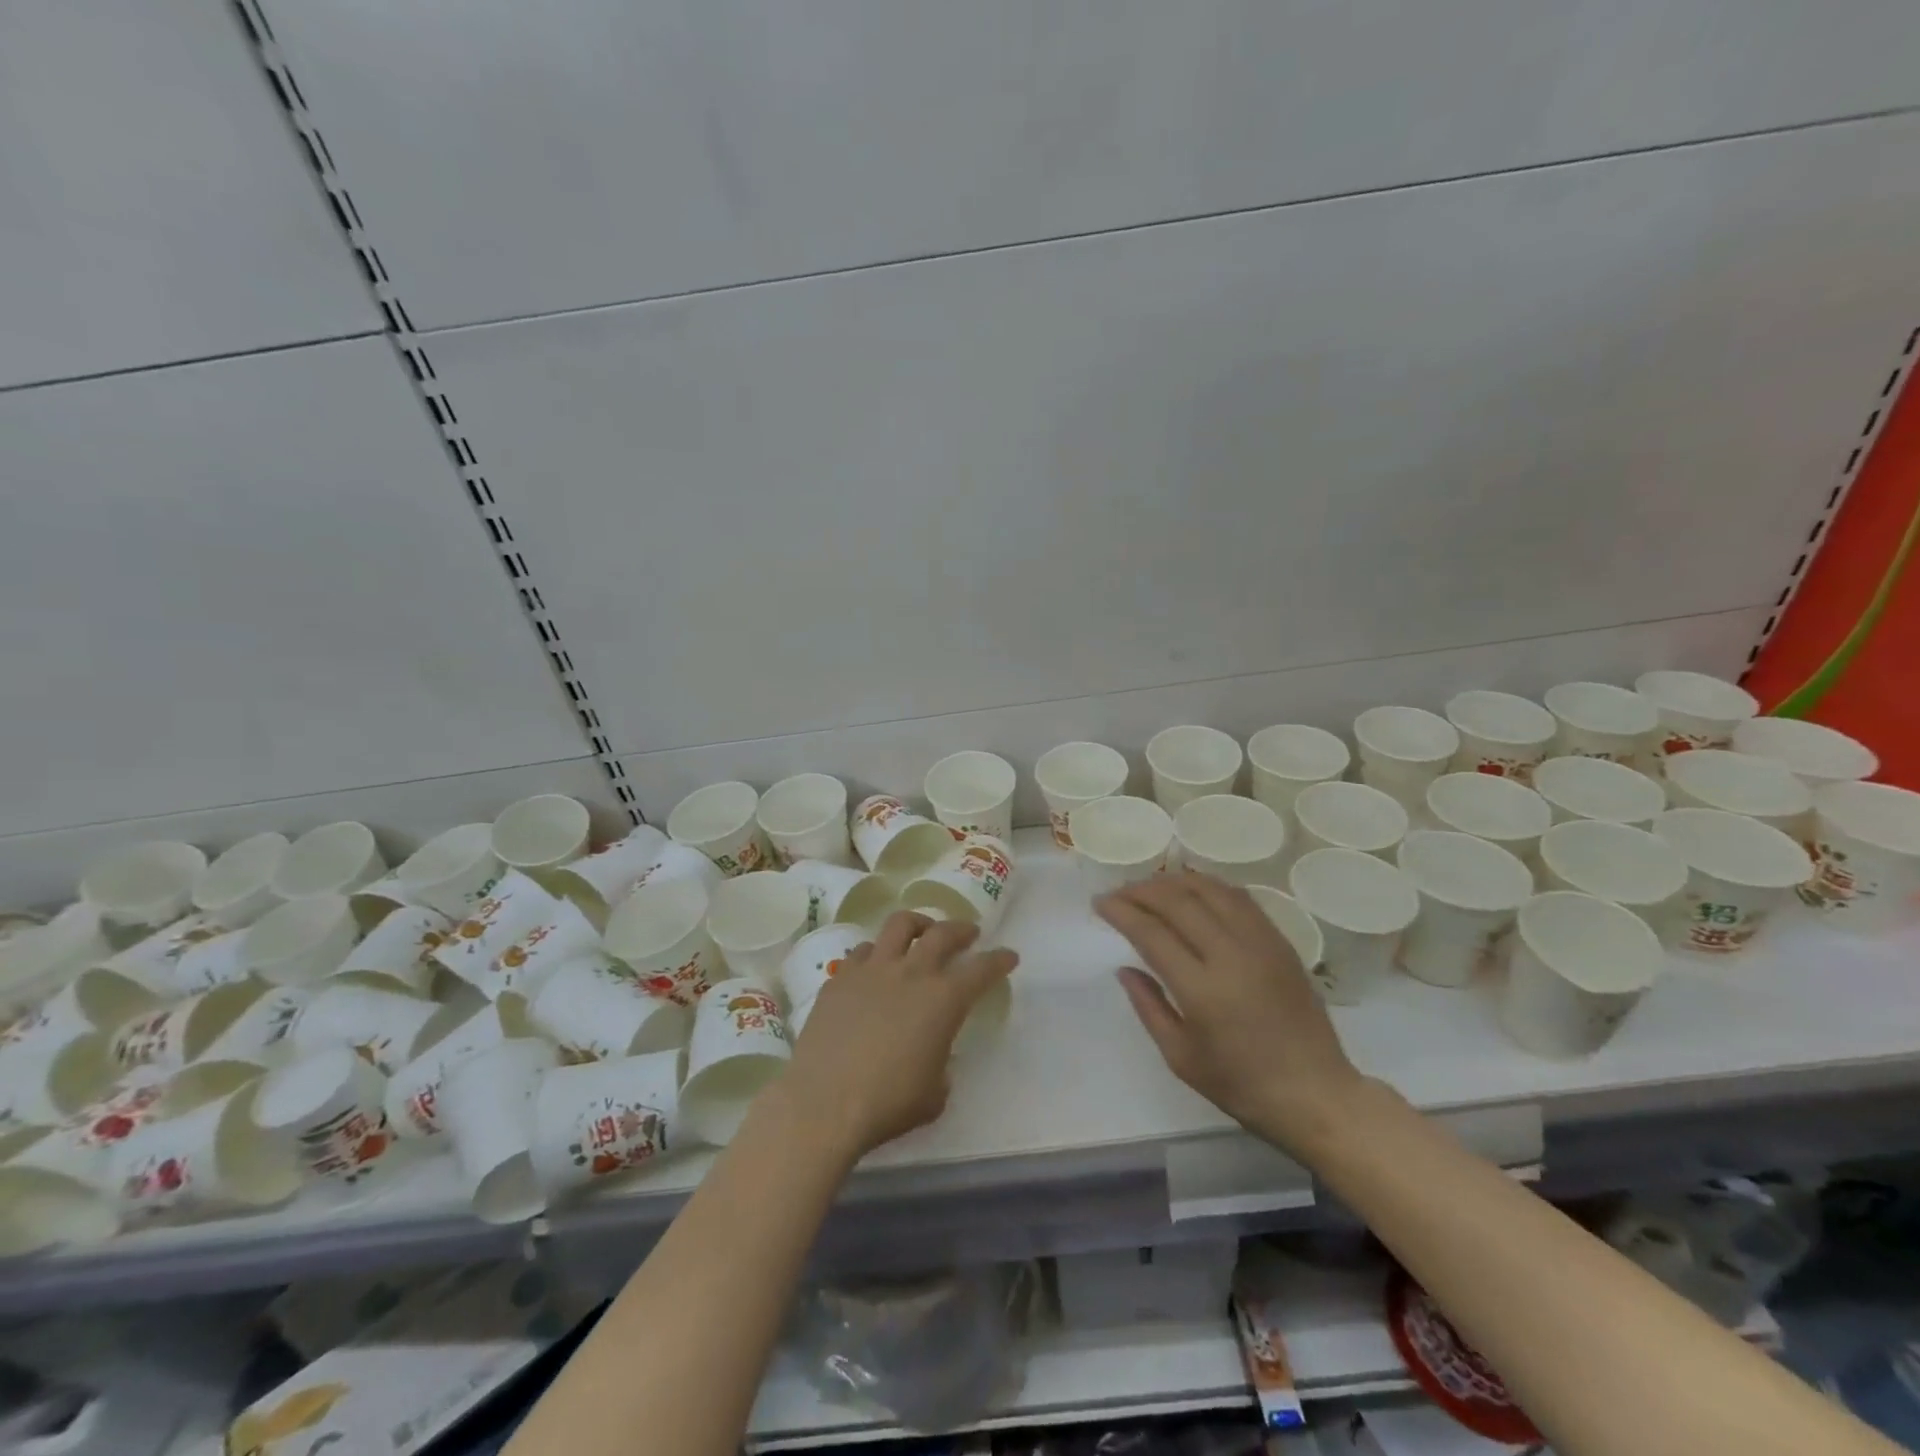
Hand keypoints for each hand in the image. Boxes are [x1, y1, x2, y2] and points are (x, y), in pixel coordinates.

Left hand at [776, 911, 1017, 1161]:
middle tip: (968, 934)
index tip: (1009, 956)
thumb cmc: (888, 1103)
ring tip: (921, 932)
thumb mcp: (934, 1094)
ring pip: (899, 925)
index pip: (982, 969)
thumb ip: (941, 1065)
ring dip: (917, 925)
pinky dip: (876, 953)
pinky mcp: (839, 978)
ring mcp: (871, 970)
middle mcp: (911, 973)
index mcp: (943, 1000)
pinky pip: (862, 952)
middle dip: (961, 929)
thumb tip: (933, 1055)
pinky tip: (875, 967)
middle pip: (942, 933)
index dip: (999, 960)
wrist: (824, 1102)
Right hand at [1097, 873, 1363, 1155]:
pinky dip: (1210, 886)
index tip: (1100, 903)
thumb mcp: (1180, 1057)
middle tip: (1119, 892)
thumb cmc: (1241, 1085)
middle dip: (1142, 890)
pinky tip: (1194, 891)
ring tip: (1152, 887)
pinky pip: (1240, 898)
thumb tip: (1124, 968)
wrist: (1315, 1094)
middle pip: (1179, 902)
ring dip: (1175, 881)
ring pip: (1211, 890)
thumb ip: (1148, 1006)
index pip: (1151, 933)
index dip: (1121, 911)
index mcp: (1202, 990)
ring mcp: (1261, 944)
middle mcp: (1231, 956)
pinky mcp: (1281, 942)